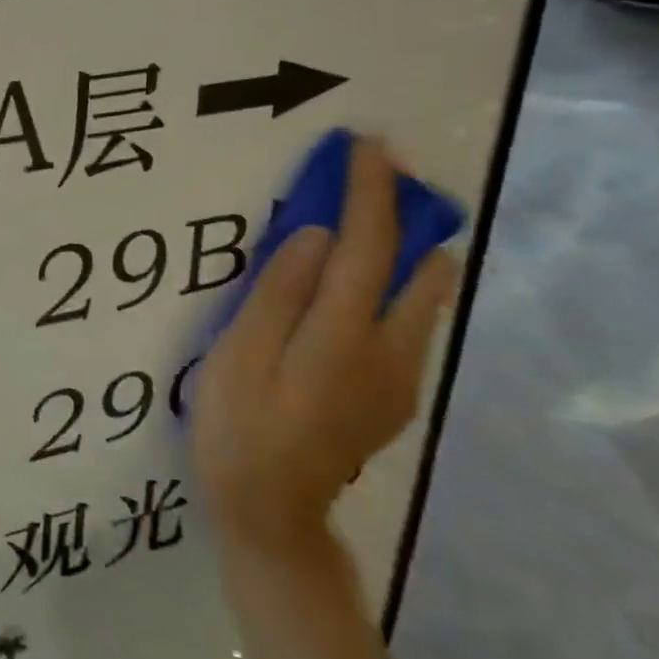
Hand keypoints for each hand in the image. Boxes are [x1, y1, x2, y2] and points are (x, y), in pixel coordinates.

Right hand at [191, 137, 457, 557]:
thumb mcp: (237, 354)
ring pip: (422, 296)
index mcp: (343, 335)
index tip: (370, 145)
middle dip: (402, 214)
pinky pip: (407, 323)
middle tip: (367, 180)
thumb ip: (279, 293)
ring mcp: (400, 376)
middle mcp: (389, 350)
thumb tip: (316, 234)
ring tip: (361, 227)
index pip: (366, 245)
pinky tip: (350, 290)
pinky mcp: (395, 395)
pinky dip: (392, 287)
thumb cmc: (238, 426)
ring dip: (402, 250)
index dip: (370, 191)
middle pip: (417, 266)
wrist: (271, 512)